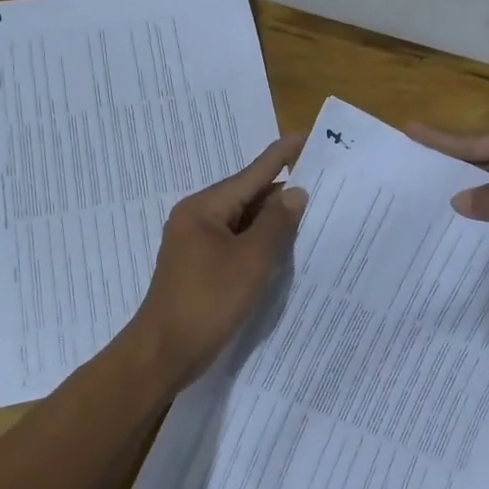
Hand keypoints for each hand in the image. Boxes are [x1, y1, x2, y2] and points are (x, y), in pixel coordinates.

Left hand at [125, 134, 307, 388]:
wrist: (164, 352)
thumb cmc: (207, 301)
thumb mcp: (250, 260)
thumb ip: (276, 224)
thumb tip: (295, 192)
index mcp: (204, 208)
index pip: (252, 173)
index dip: (283, 154)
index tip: (309, 135)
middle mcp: (198, 218)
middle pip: (247, 195)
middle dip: (283, 190)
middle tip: (324, 182)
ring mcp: (197, 244)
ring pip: (243, 222)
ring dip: (273, 219)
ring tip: (313, 211)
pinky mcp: (201, 267)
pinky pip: (237, 243)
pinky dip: (261, 242)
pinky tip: (285, 248)